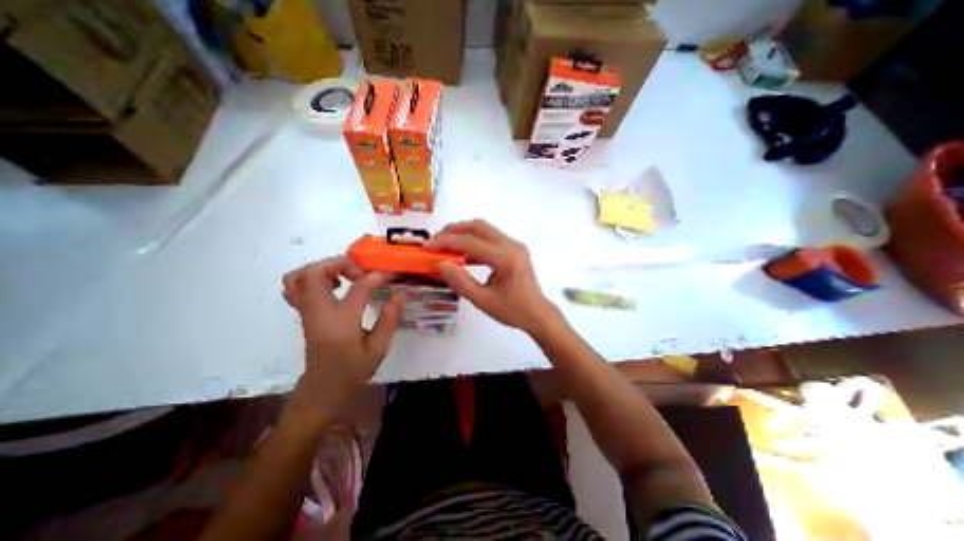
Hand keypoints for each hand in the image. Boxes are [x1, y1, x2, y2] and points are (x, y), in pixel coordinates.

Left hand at [280, 255, 400, 411]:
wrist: (323, 391)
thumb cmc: (353, 372)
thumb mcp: (379, 348)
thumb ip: (390, 318)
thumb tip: (401, 293)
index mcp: (341, 323)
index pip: (358, 288)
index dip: (377, 276)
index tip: (391, 274)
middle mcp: (318, 313)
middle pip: (313, 273)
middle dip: (339, 264)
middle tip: (361, 273)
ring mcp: (306, 313)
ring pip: (298, 277)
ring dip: (324, 269)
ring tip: (346, 277)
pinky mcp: (304, 314)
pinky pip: (296, 287)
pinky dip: (313, 278)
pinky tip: (334, 287)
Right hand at [427, 217, 562, 335]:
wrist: (538, 314)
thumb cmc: (513, 311)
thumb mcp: (483, 301)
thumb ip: (461, 282)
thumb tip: (441, 264)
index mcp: (505, 258)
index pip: (470, 242)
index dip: (446, 242)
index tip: (427, 246)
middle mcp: (511, 245)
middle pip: (478, 226)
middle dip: (454, 230)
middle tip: (436, 241)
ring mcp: (514, 245)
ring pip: (484, 230)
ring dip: (464, 234)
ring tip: (445, 246)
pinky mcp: (514, 250)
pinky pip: (490, 239)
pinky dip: (474, 243)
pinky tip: (463, 256)